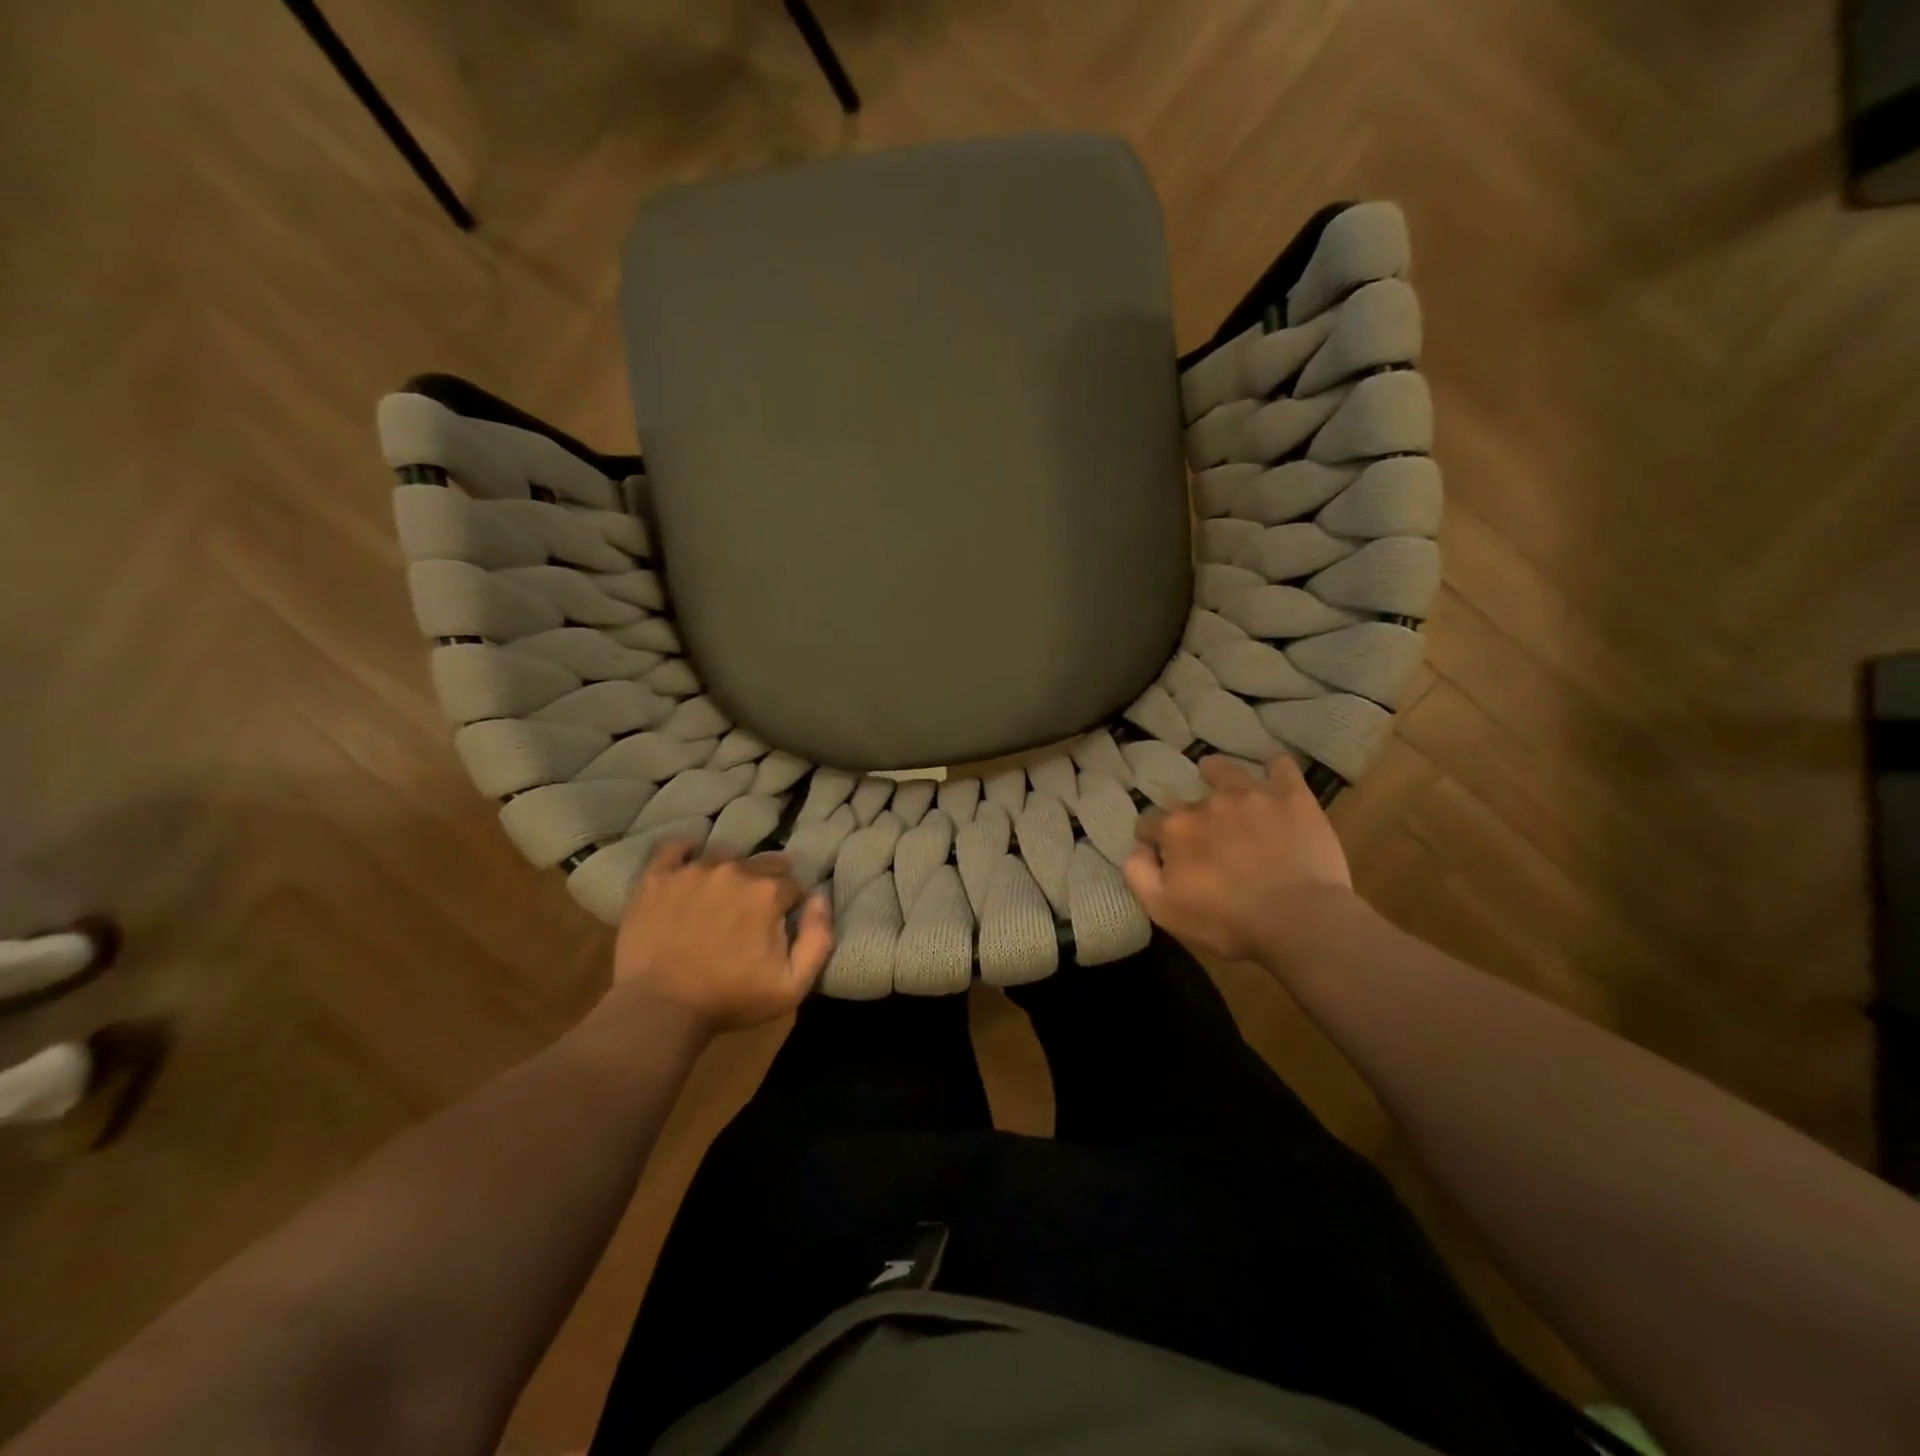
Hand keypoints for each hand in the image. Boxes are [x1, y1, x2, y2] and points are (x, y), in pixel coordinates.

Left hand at [611, 842, 833, 1034]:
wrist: (659, 1010)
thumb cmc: (730, 999)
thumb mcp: (792, 984)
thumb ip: (819, 937)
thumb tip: (820, 898)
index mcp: (768, 892)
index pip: (792, 883)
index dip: (789, 904)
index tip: (780, 923)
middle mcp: (734, 870)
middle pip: (763, 862)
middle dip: (764, 882)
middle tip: (752, 911)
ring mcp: (692, 870)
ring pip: (723, 855)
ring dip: (729, 871)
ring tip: (721, 896)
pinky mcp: (657, 877)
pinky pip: (674, 847)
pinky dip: (685, 851)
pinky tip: (687, 865)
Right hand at [1123, 755, 1352, 960]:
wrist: (1300, 922)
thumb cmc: (1228, 923)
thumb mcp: (1165, 911)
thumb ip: (1138, 875)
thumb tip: (1136, 849)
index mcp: (1176, 830)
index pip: (1149, 823)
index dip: (1151, 838)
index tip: (1161, 853)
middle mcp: (1208, 803)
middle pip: (1188, 802)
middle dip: (1189, 816)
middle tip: (1203, 838)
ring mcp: (1252, 796)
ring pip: (1227, 772)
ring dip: (1219, 773)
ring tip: (1222, 780)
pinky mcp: (1292, 798)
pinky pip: (1281, 768)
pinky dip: (1275, 770)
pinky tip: (1275, 776)